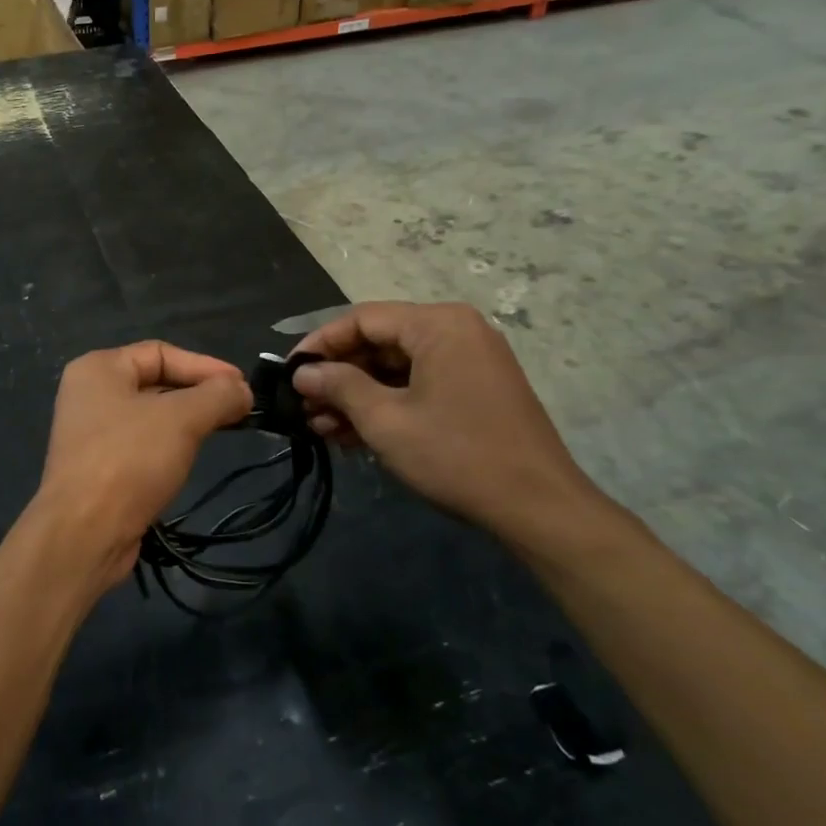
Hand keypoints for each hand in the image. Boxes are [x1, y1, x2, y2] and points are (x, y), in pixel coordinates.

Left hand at [34, 342, 252, 589]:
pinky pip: (142, 444)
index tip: (243, 388)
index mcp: (98, 368)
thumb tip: (243, 390)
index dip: (205, 366)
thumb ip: (218, 395)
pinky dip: (170, 446)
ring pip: (151, 416)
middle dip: (199, 394)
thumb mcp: (182, 419)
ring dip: (188, 421)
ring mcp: (91, 433)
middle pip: (156, 382)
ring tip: (224, 430)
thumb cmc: (129, 460)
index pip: (161, 352)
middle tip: (240, 410)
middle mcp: (90, 394)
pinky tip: (191, 457)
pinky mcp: (99, 467)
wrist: (84, 533)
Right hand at [291, 302, 607, 553]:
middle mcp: (455, 331)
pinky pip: (417, 385)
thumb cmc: (455, 454)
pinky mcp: (473, 390)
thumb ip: (339, 386)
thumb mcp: (385, 419)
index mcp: (437, 324)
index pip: (362, 319)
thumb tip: (302, 373)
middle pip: (379, 342)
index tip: (289, 373)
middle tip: (303, 407)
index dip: (319, 344)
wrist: (536, 506)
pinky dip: (385, 405)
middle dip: (338, 376)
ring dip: (356, 396)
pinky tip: (351, 434)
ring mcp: (468, 361)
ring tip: (321, 427)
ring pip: (395, 367)